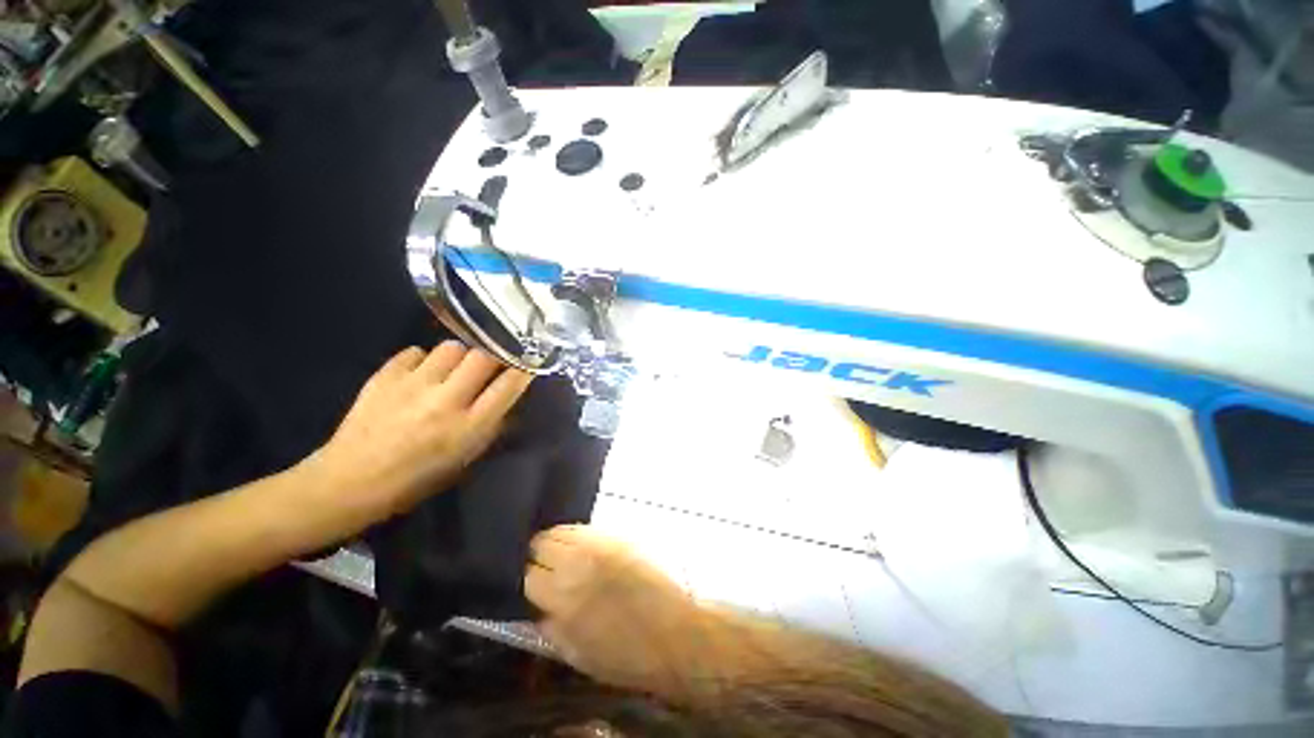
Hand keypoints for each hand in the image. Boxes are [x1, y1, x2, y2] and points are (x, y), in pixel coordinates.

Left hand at [305, 342, 532, 522]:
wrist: (349, 482)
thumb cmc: (415, 479)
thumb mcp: (464, 460)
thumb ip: (490, 427)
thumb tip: (507, 400)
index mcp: (467, 427)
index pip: (508, 386)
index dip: (523, 370)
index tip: (527, 363)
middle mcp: (445, 401)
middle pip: (483, 357)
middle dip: (492, 356)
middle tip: (489, 365)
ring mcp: (412, 385)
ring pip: (451, 348)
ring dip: (458, 357)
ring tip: (451, 370)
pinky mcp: (384, 377)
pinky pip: (415, 352)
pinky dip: (423, 360)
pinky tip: (419, 374)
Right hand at [525, 525, 709, 696]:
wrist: (674, 632)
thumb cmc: (627, 655)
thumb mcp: (579, 655)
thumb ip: (552, 629)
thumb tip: (537, 609)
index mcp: (563, 600)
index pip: (527, 576)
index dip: (527, 580)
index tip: (534, 585)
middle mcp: (577, 565)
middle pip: (541, 544)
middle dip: (538, 557)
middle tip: (546, 567)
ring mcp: (599, 545)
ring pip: (561, 530)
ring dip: (555, 542)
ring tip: (562, 554)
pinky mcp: (617, 536)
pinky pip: (585, 527)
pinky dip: (576, 535)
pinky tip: (581, 546)